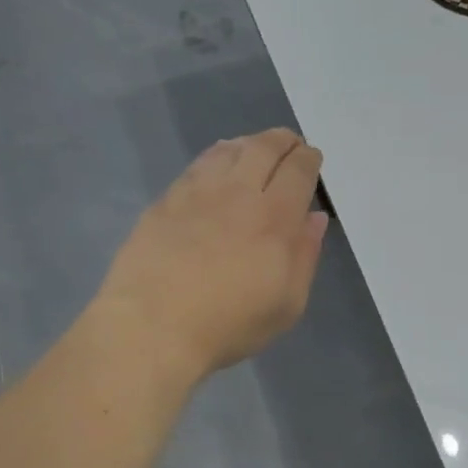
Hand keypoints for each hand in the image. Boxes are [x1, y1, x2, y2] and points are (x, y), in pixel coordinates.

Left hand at [99, 129, 329, 380]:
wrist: (153, 327)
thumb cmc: (229, 324)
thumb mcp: (287, 304)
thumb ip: (305, 256)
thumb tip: (314, 218)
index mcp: (275, 218)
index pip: (298, 171)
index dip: (308, 159)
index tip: (312, 157)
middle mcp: (238, 194)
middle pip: (264, 149)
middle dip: (283, 141)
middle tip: (290, 143)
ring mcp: (197, 193)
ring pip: (229, 150)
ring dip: (249, 143)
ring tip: (256, 148)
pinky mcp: (166, 201)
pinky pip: (197, 165)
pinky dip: (216, 156)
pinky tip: (217, 163)